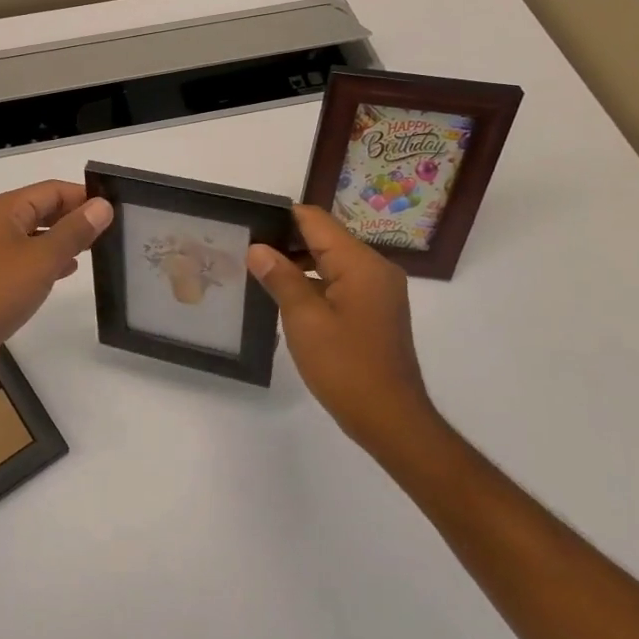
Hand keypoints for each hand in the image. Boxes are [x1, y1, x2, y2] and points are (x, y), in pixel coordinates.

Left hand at [0, 180, 113, 391]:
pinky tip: (67, 270)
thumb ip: (75, 230)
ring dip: (62, 238)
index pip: (51, 190)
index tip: (113, 209)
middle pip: (41, 209)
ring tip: (94, 248)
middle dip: (73, 216)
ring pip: (34, 235)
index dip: (82, 196)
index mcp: (5, 210)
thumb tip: (102, 206)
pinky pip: (26, 258)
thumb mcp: (44, 258)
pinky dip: (48, 259)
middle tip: (108, 229)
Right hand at [246, 205, 442, 453]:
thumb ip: (281, 278)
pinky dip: (314, 282)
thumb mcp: (305, 320)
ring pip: (332, 260)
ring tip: (259, 272)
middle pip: (325, 238)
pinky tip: (287, 297)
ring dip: (299, 263)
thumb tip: (257, 248)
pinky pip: (340, 281)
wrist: (392, 420)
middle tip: (246, 250)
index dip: (281, 217)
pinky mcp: (375, 309)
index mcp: (361, 263)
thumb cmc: (346, 367)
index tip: (248, 223)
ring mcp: (378, 290)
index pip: (316, 220)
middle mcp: (375, 268)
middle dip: (287, 241)